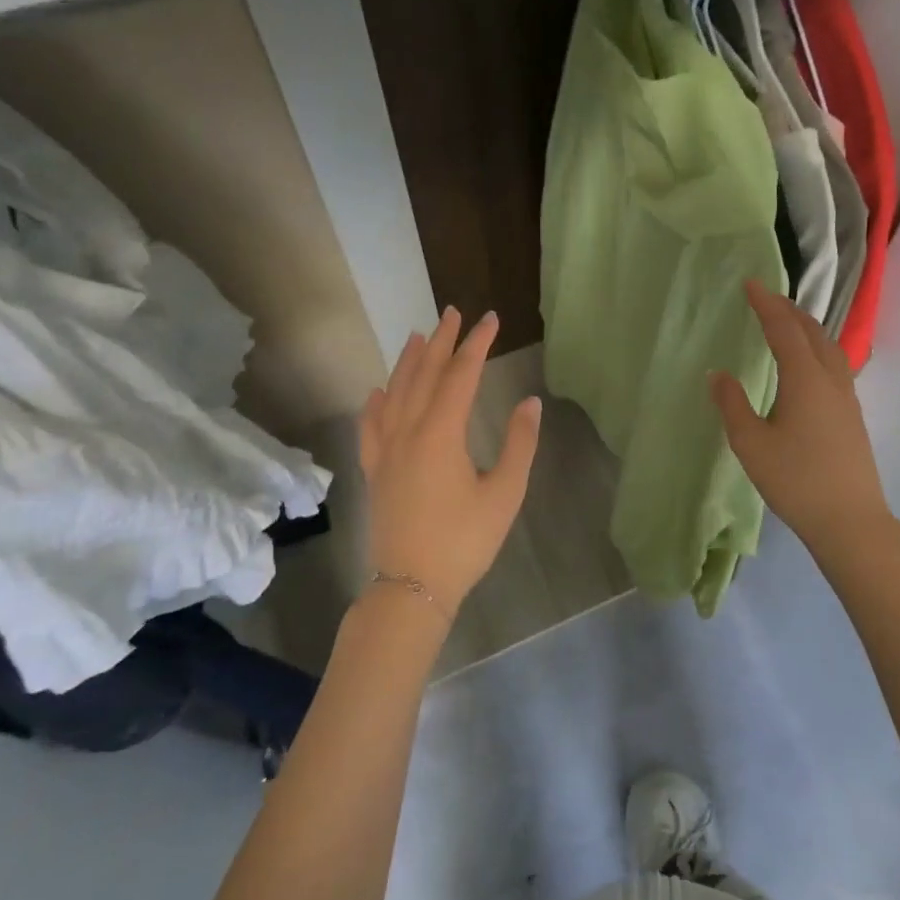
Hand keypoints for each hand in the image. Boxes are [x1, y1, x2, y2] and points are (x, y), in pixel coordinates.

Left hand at [358, 307, 540, 618]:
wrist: (412, 586)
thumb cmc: (465, 540)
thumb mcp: (505, 493)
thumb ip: (519, 444)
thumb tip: (529, 402)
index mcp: (441, 433)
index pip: (461, 375)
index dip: (477, 344)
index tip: (491, 320)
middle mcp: (408, 431)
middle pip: (425, 375)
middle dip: (442, 342)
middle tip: (454, 314)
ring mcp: (385, 450)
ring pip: (394, 393)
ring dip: (408, 362)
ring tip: (418, 336)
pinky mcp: (375, 470)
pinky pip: (371, 425)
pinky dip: (376, 402)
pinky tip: (378, 392)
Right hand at [711, 280, 891, 560]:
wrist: (850, 520)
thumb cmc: (796, 481)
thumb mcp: (751, 444)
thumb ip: (732, 405)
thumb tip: (717, 374)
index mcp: (805, 378)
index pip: (784, 329)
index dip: (766, 304)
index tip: (750, 284)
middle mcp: (831, 379)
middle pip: (812, 332)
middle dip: (789, 310)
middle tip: (767, 298)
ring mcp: (847, 397)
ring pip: (829, 347)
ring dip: (807, 328)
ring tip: (788, 323)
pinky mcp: (852, 415)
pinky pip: (835, 365)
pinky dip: (817, 349)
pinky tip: (809, 365)